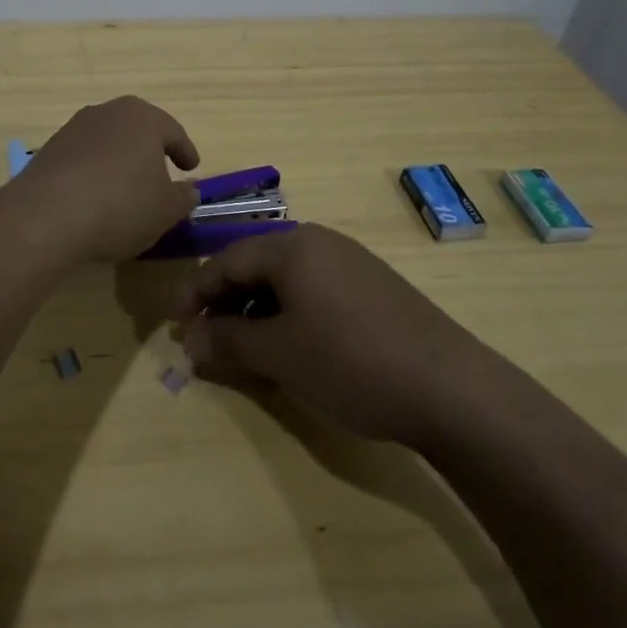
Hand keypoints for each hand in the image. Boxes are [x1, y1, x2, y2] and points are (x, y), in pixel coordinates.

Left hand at [13, 96, 201, 262]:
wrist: (47, 215)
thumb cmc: (121, 204)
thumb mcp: (165, 210)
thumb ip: (182, 198)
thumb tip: (188, 190)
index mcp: (142, 117)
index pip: (172, 131)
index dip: (185, 150)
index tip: (192, 168)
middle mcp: (106, 113)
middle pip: (136, 129)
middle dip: (149, 150)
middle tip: (161, 172)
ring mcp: (73, 129)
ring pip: (107, 142)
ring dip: (119, 161)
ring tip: (125, 188)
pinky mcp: (48, 150)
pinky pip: (82, 159)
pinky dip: (94, 173)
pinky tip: (95, 197)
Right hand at [173, 224, 481, 446]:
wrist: (450, 386)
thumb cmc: (350, 361)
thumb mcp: (279, 354)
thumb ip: (227, 341)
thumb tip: (188, 340)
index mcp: (292, 245)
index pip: (226, 260)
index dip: (196, 292)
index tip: (177, 325)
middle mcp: (320, 241)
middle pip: (256, 265)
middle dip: (226, 302)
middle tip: (208, 340)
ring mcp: (351, 261)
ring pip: (287, 279)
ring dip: (258, 311)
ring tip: (247, 349)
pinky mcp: (374, 286)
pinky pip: (316, 290)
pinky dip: (291, 314)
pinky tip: (294, 347)